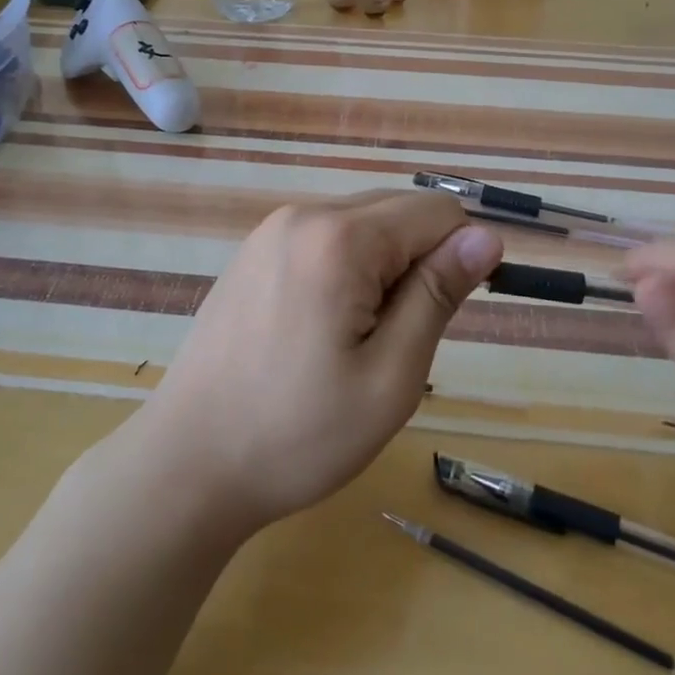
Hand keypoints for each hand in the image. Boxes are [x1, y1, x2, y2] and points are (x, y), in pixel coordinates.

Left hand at [136, 191, 502, 533]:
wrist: (187, 464)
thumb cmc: (298, 434)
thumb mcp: (390, 375)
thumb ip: (438, 294)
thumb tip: (487, 237)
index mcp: (338, 238)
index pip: (436, 212)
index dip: (459, 258)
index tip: (443, 317)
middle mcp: (302, 215)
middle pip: (397, 210)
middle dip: (418, 261)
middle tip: (395, 338)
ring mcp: (270, 232)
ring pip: (362, 224)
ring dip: (383, 268)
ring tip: (357, 338)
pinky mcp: (253, 253)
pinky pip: (324, 239)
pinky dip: (346, 269)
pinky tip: (323, 328)